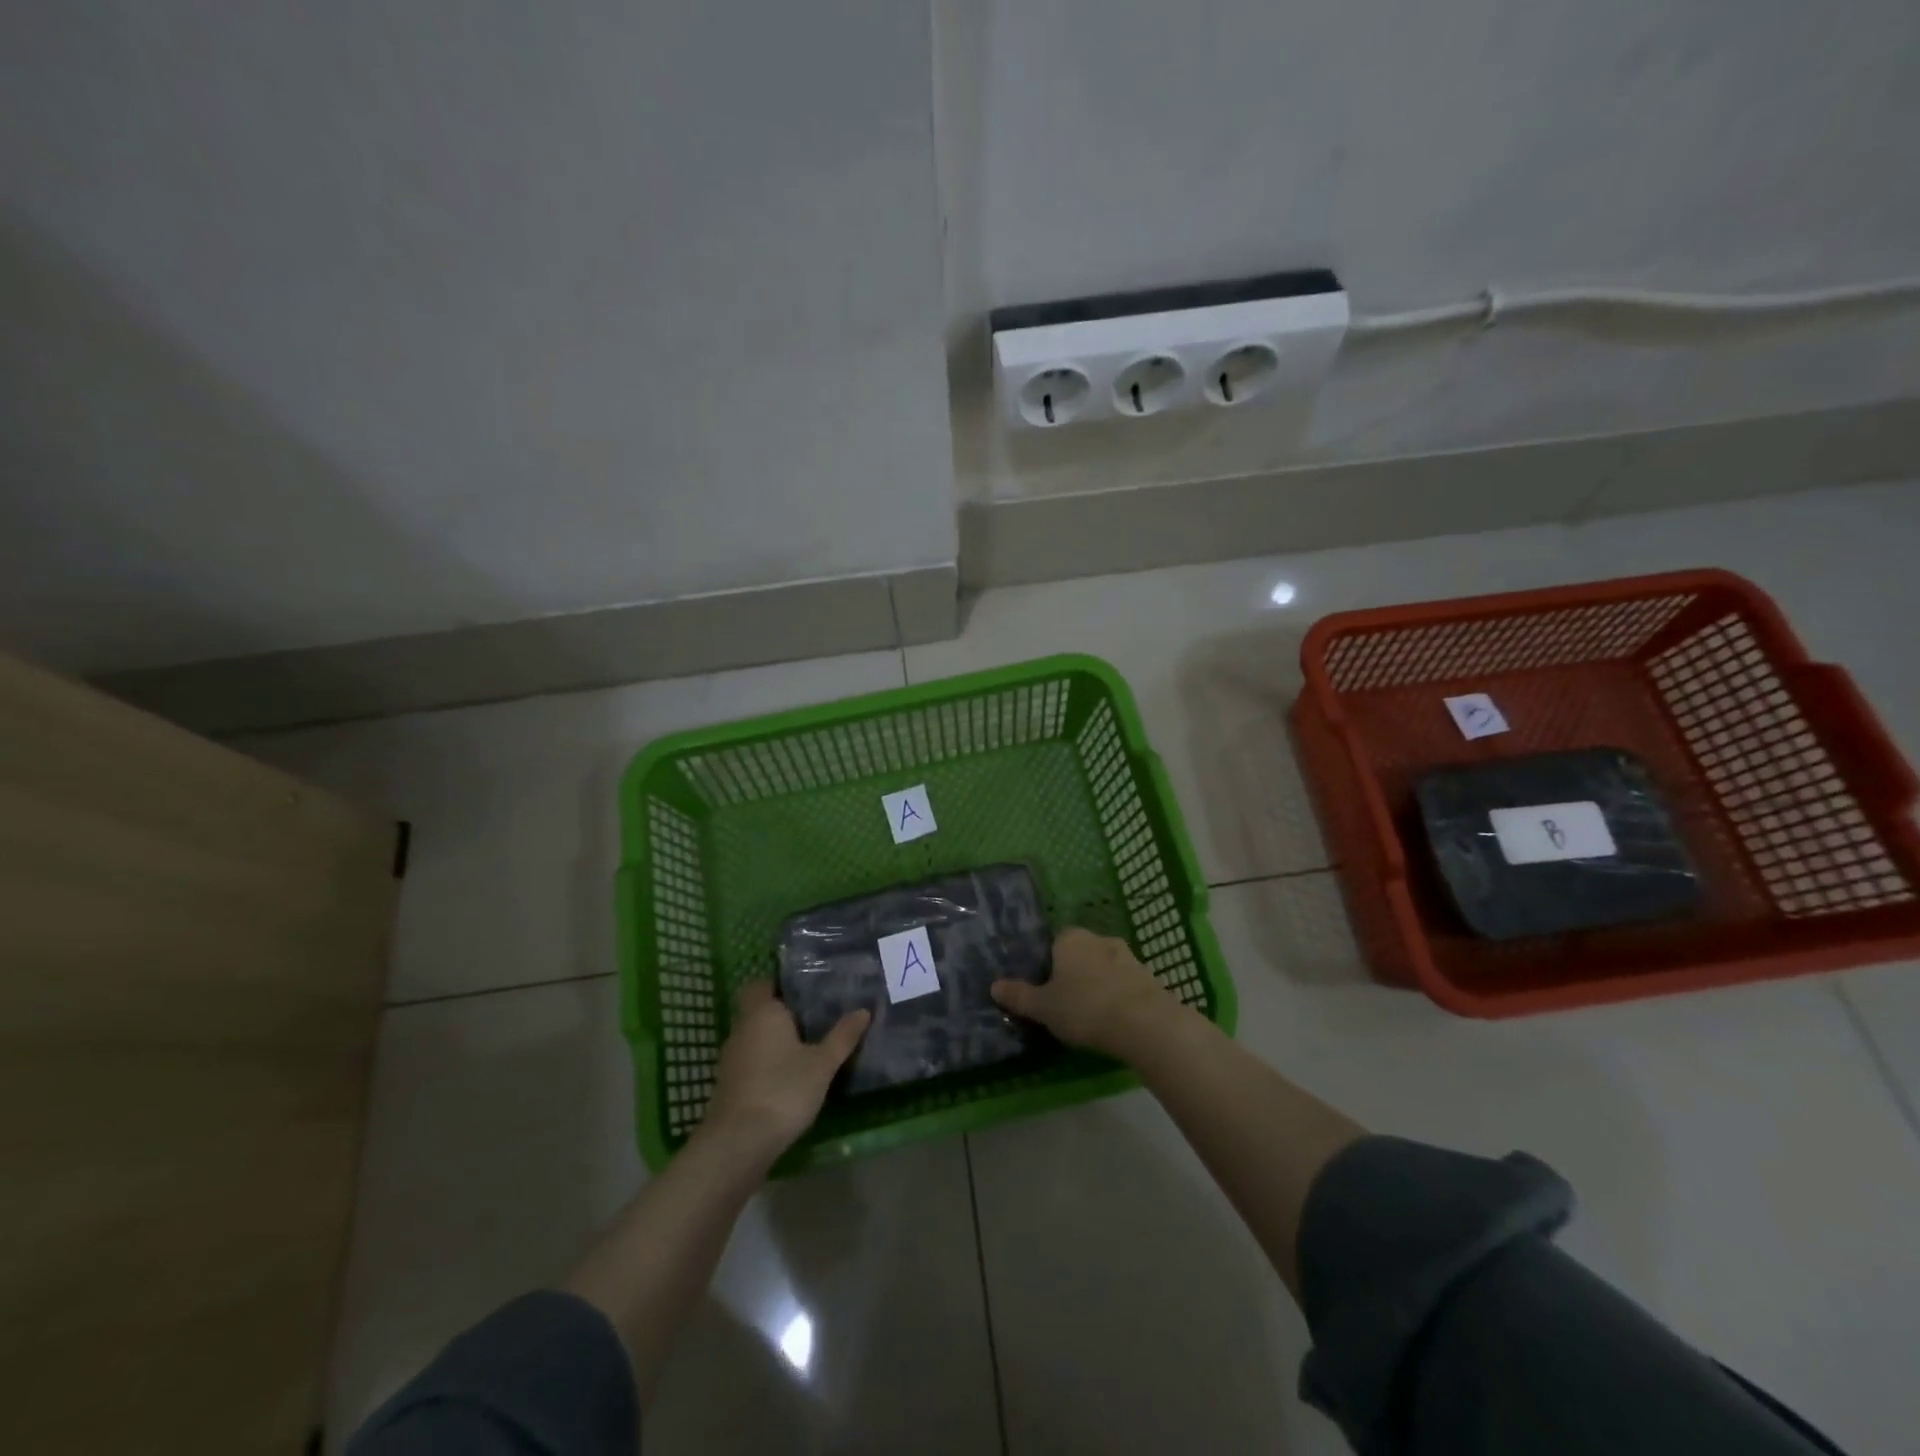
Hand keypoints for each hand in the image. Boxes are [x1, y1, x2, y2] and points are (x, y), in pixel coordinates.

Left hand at [701, 982, 868, 1157]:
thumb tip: (863, 1011)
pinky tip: (787, 1076)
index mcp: (762, 1012)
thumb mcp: (822, 1063)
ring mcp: (731, 1059)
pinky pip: (750, 1061)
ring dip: (774, 1041)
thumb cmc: (783, 1089)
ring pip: (754, 1037)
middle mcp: (741, 1029)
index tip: (805, 991)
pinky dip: (766, 1063)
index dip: (779, 985)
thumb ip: (842, 1036)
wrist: (739, 1142)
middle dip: (783, 1014)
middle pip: (759, 1011)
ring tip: (806, 1047)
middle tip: (815, 1018)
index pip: (761, 984)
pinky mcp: (728, 1085)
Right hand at [991, 927, 1175, 1057]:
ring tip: (1091, 1015)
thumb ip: (1020, 996)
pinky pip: (1125, 983)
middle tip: (1065, 1003)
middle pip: (1080, 953)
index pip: (1053, 942)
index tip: (1045, 988)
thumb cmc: (1085, 1008)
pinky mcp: (1149, 976)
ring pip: (1104, 968)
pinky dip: (1118, 997)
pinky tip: (1114, 1020)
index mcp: (1070, 938)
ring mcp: (1128, 956)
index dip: (1048, 964)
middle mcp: (1099, 939)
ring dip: (1098, 984)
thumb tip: (994, 986)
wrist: (1145, 1023)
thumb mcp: (1044, 1008)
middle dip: (1073, 973)